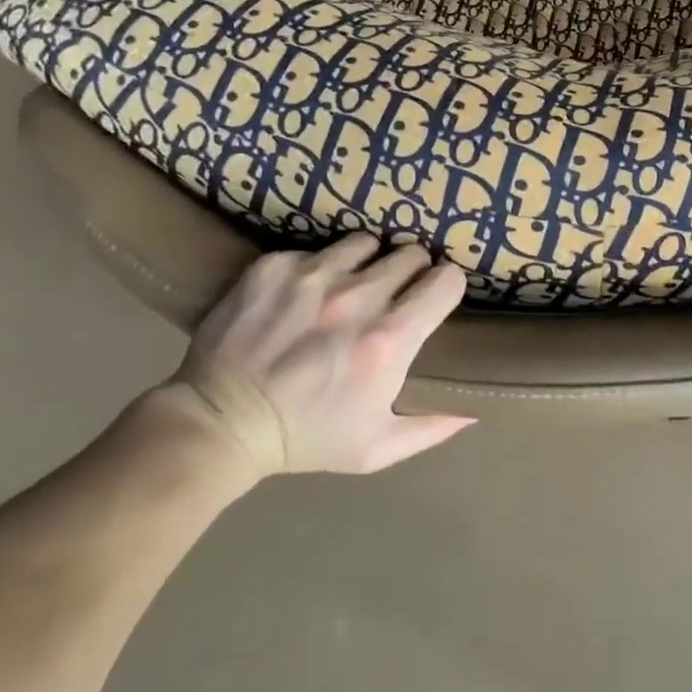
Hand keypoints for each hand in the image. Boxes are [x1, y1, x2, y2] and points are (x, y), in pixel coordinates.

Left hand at [161, 236, 473, 481]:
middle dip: (410, 271)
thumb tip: (473, 413)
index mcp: (389, 339)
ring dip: (366, 262)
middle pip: (411, 253)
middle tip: (392, 294)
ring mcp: (313, 276)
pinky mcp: (274, 267)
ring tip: (348, 286)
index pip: (447, 279)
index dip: (445, 287)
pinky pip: (315, 250)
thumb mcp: (374, 449)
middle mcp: (358, 298)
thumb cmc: (305, 439)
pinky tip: (302, 295)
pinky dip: (317, 268)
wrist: (218, 424)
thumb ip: (430, 428)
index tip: (432, 298)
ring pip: (367, 242)